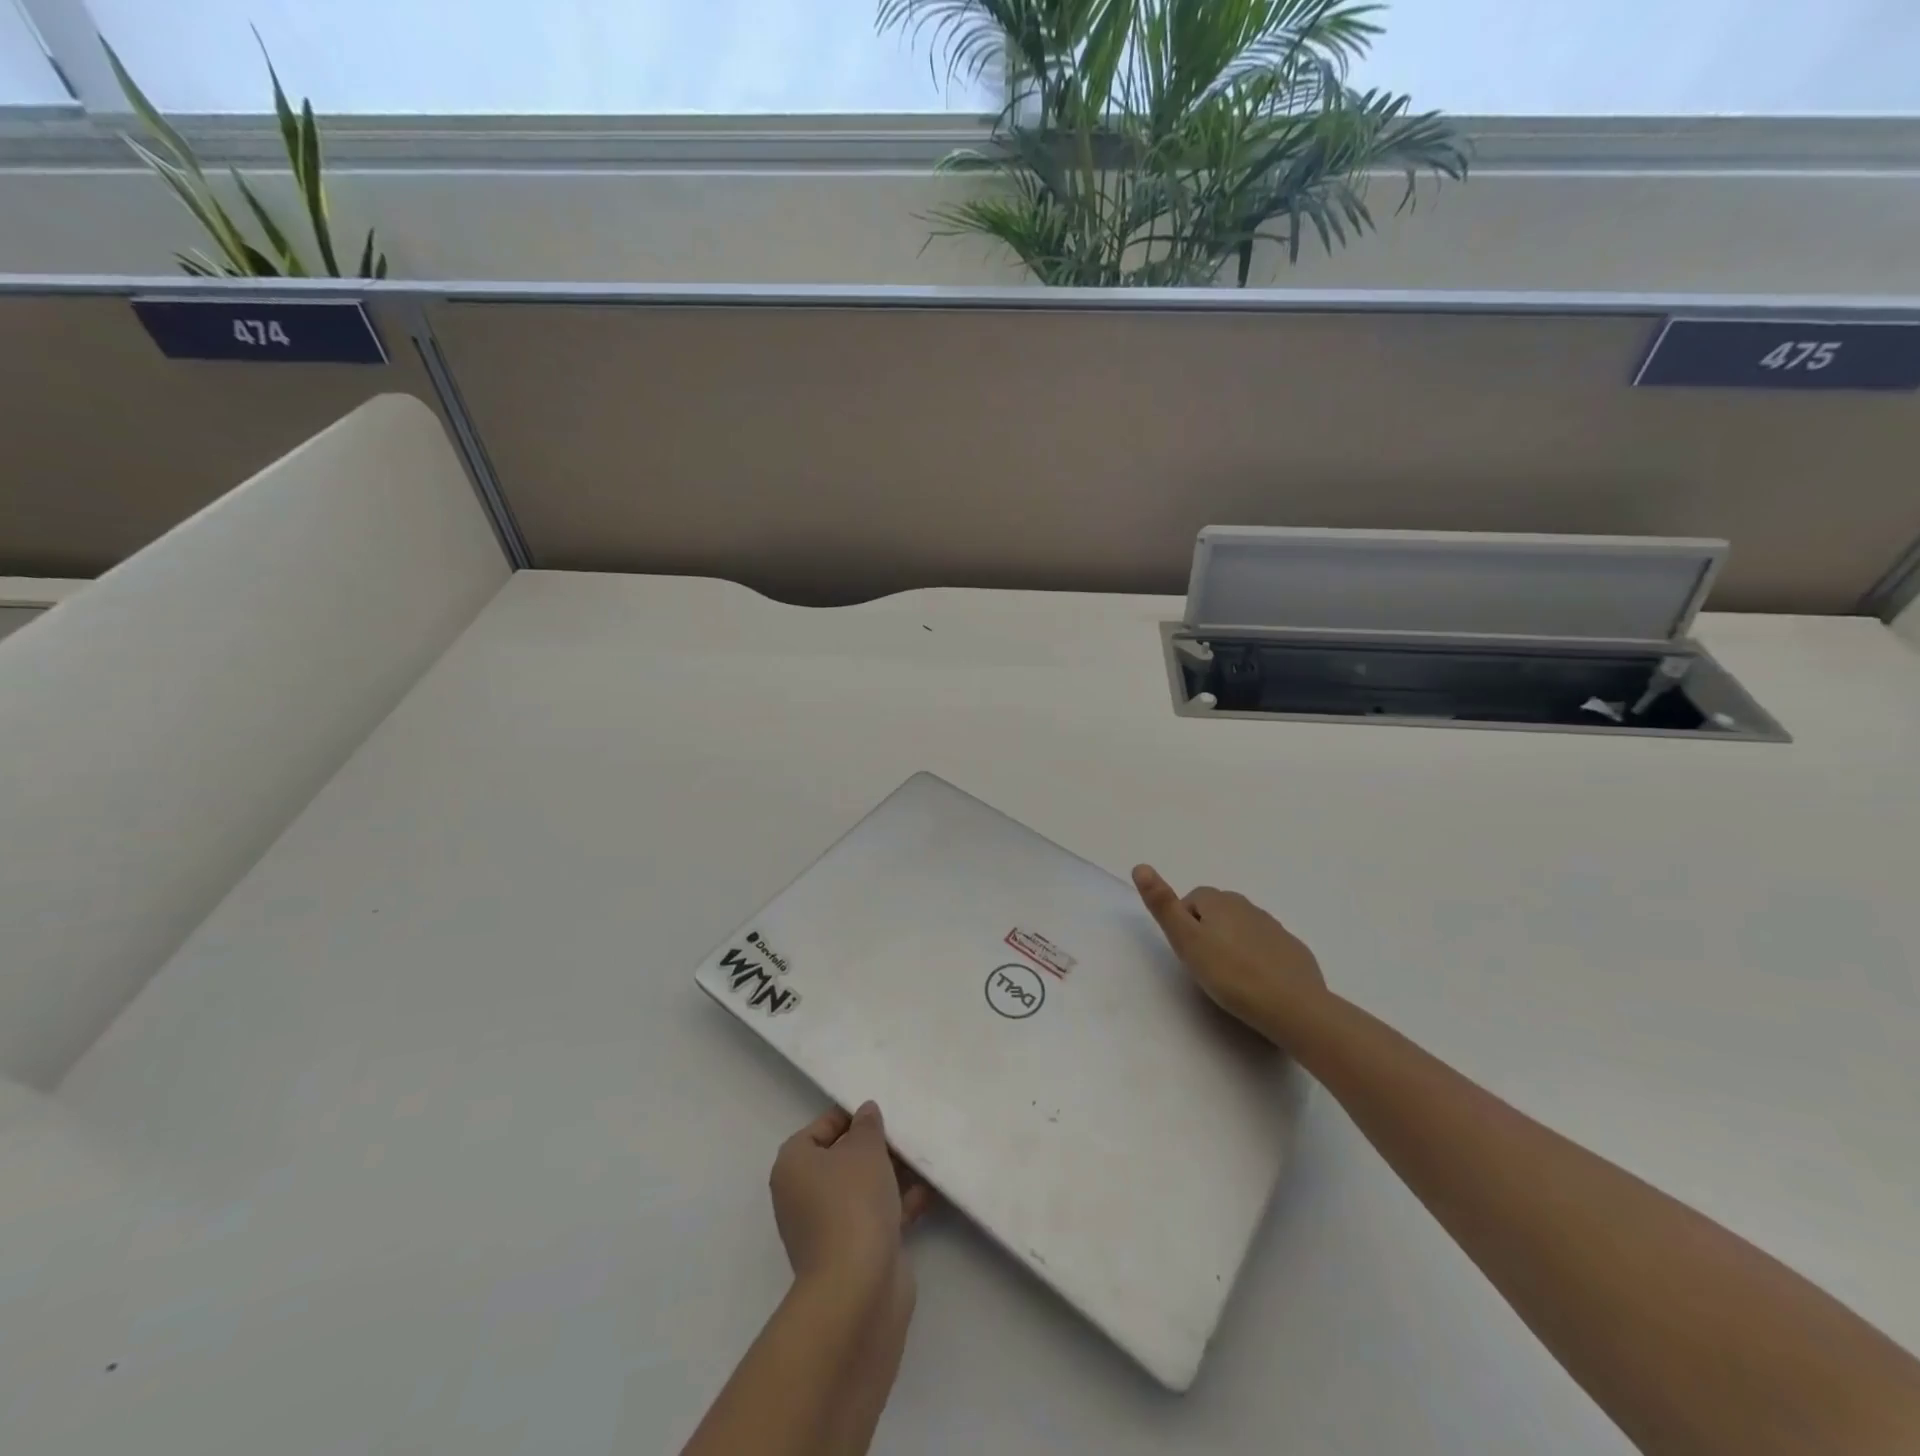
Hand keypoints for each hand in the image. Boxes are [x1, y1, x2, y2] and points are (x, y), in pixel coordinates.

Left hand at [769, 1102, 931, 1290]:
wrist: (858, 1289)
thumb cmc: (853, 1202)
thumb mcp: (865, 1149)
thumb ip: (867, 1125)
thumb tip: (865, 1113)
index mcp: (794, 1165)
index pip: (821, 1128)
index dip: (851, 1116)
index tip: (882, 1110)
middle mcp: (804, 1195)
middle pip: (843, 1158)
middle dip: (876, 1146)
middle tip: (906, 1131)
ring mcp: (828, 1227)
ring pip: (863, 1188)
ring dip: (892, 1174)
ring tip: (924, 1156)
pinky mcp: (853, 1252)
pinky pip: (876, 1215)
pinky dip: (899, 1203)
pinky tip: (928, 1190)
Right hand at [1133, 864, 1327, 1042]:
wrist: (1294, 1007)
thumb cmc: (1231, 975)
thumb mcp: (1186, 941)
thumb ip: (1163, 905)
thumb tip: (1140, 866)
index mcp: (1220, 902)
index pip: (1192, 899)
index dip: (1184, 923)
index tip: (1187, 952)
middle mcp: (1248, 907)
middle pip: (1218, 911)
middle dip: (1207, 931)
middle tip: (1204, 966)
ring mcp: (1274, 928)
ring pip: (1243, 928)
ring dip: (1232, 944)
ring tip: (1229, 978)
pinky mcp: (1293, 951)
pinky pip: (1266, 947)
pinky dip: (1257, 958)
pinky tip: (1256, 984)